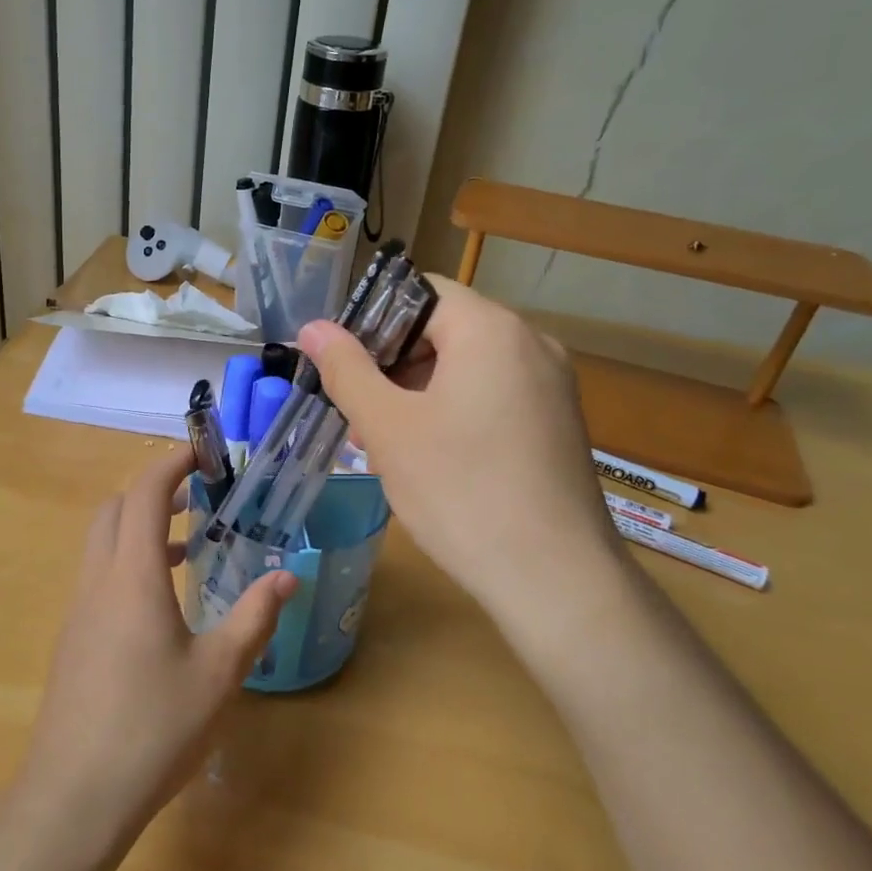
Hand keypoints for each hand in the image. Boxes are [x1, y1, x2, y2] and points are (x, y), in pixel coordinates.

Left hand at [21, 448, 295, 835]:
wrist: (73, 797)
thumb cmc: (153, 728)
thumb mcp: (219, 673)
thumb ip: (254, 618)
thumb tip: (288, 578)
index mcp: (132, 576)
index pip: (144, 494)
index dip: (171, 465)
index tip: (202, 452)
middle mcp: (98, 581)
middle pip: (114, 509)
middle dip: (152, 491)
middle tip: (198, 498)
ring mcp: (79, 611)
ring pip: (102, 543)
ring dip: (139, 529)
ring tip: (188, 547)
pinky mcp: (72, 639)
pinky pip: (98, 577)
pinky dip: (128, 563)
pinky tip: (162, 604)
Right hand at [298, 277, 626, 632]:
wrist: (554, 579)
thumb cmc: (461, 491)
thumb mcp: (389, 427)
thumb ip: (347, 369)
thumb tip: (313, 327)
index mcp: (491, 330)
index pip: (420, 291)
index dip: (371, 319)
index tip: (342, 364)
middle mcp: (532, 343)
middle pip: (445, 328)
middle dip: (393, 362)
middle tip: (357, 410)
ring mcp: (552, 386)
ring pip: (468, 366)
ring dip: (420, 391)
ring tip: (387, 441)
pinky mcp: (558, 423)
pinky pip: (495, 396)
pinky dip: (455, 411)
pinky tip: (432, 457)